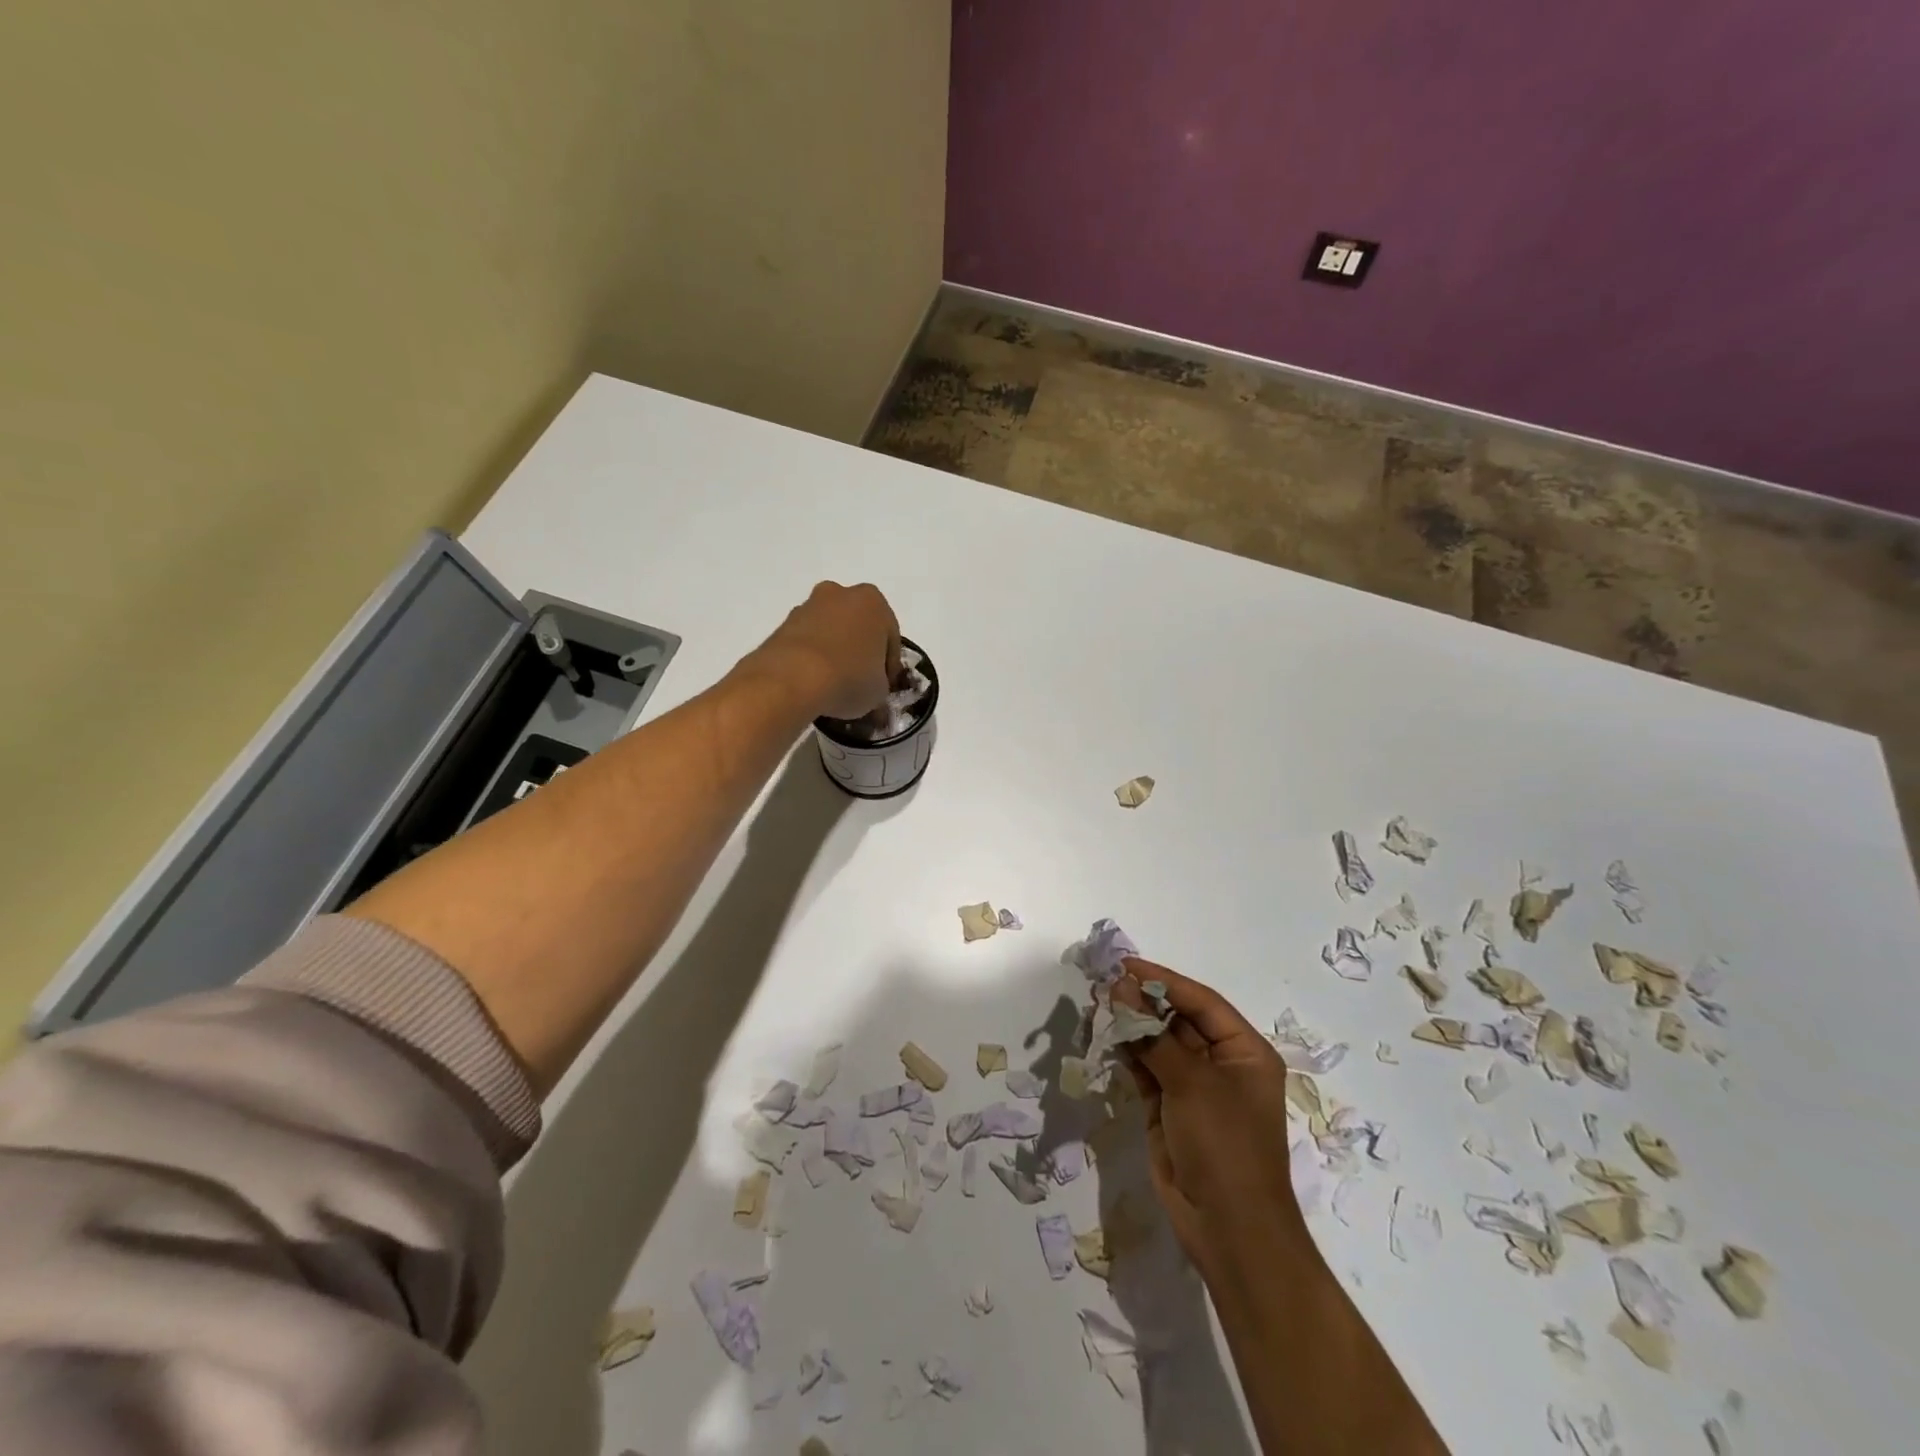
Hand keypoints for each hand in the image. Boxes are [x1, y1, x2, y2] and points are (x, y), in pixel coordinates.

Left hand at [750, 581, 900, 721]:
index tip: (884, 686)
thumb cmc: (849, 678)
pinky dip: (811, 657)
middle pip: (858, 626)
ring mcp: (808, 606)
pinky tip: (812, 682)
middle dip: (860, 650)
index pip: (890, 638)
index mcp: (874, 602)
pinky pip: (807, 641)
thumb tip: (871, 688)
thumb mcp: (879, 691)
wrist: (792, 679)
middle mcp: (841, 594)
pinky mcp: (783, 623)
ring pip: (831, 630)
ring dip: (834, 651)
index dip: (889, 666)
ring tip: (833, 685)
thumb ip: (880, 684)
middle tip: (860, 681)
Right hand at [1113, 960, 1308, 1280]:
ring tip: (1098, 1004)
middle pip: (1178, 1019)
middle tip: (1103, 982)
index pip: (1201, 1001)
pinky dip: (1127, 1052)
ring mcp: (1194, 1087)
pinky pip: (1147, 1069)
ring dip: (1131, 1025)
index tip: (1124, 964)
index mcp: (1244, 1051)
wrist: (1229, 1231)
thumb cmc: (1225, 1147)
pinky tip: (1105, 1035)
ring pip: (1158, 1043)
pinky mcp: (1170, 1108)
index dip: (1163, 980)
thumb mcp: (1192, 1084)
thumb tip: (1121, 987)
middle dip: (1143, 1001)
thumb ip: (1152, 1034)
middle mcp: (1221, 1063)